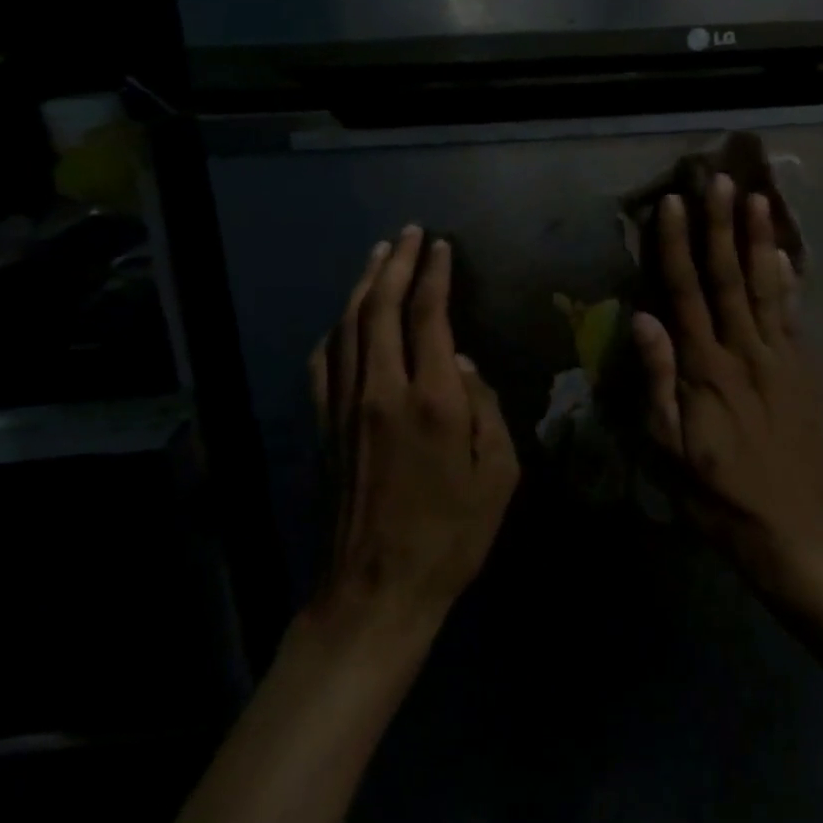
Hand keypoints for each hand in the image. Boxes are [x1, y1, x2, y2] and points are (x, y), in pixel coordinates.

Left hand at [309, 227, 519, 637]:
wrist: (377, 589)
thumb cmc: (452, 535)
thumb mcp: (498, 475)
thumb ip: (485, 408)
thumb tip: (460, 363)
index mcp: (432, 401)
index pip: (430, 316)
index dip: (435, 275)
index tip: (441, 246)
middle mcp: (381, 390)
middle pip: (382, 307)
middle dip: (397, 263)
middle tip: (409, 233)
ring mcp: (345, 406)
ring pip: (348, 326)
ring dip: (365, 285)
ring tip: (379, 255)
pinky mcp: (323, 426)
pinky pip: (325, 360)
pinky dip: (337, 327)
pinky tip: (346, 317)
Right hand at [630, 176, 822, 595]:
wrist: (794, 529)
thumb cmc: (717, 494)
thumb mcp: (669, 449)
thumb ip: (657, 380)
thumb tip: (643, 319)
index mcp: (706, 370)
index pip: (686, 294)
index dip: (676, 247)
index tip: (671, 205)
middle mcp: (744, 352)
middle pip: (729, 278)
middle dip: (721, 226)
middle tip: (718, 180)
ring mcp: (781, 358)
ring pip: (766, 287)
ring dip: (759, 240)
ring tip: (755, 198)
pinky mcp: (805, 370)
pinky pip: (795, 314)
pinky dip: (789, 279)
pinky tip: (784, 252)